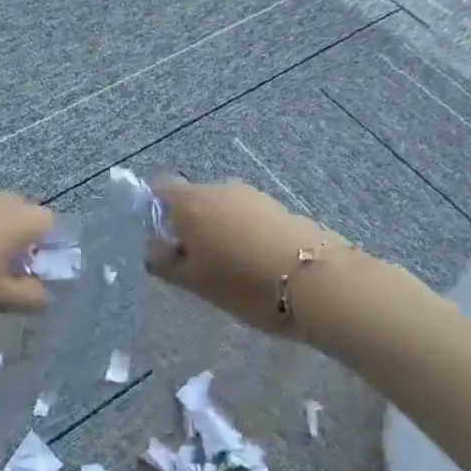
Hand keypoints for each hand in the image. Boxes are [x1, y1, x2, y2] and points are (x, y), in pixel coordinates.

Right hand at [146, 177, 341, 335]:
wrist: (316, 281)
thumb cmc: (242, 283)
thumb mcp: (193, 281)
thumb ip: (165, 261)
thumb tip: (154, 247)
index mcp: (191, 202)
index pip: (160, 187)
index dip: (154, 208)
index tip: (160, 239)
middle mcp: (219, 188)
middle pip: (192, 198)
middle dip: (189, 224)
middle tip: (193, 262)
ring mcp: (252, 195)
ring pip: (222, 208)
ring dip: (218, 229)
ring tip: (228, 267)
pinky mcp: (278, 206)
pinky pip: (247, 215)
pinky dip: (243, 232)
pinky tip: (254, 262)